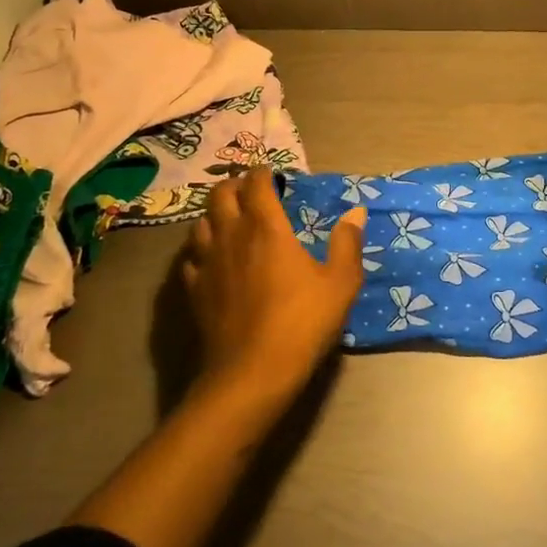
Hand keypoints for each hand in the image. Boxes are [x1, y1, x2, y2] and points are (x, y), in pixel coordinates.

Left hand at [180, 167, 367, 400]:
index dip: (263, 174)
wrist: (252, 372)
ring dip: (215, 214)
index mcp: (266, 227)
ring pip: (200, 222)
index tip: (272, 175)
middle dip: (234, 185)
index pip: (256, 184)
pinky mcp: (194, 289)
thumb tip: (356, 213)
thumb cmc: (302, 323)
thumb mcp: (340, 284)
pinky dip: (201, 249)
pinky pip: (191, 257)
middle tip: (249, 191)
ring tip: (229, 221)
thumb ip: (347, 244)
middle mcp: (231, 235)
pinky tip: (212, 259)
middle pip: (220, 194)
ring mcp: (207, 262)